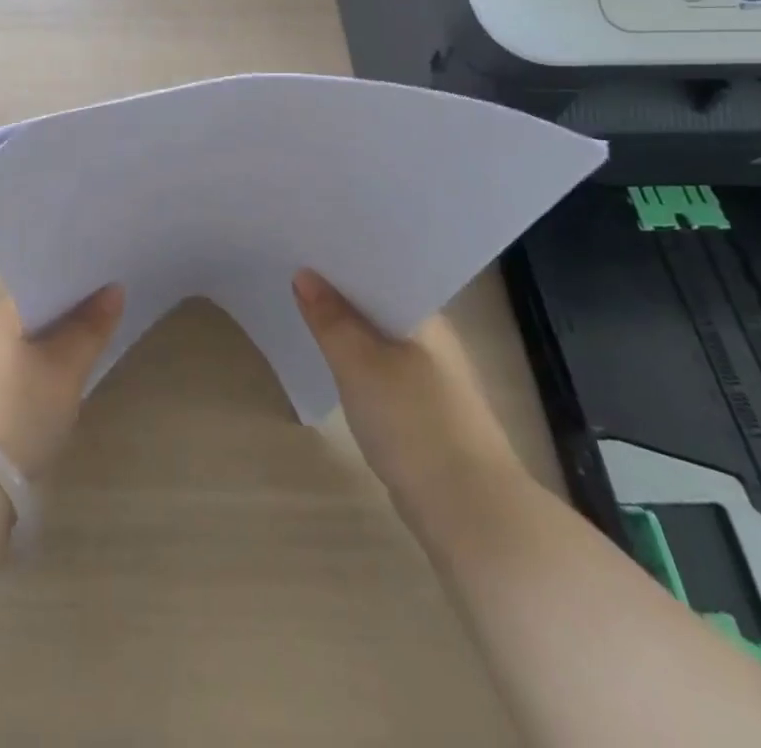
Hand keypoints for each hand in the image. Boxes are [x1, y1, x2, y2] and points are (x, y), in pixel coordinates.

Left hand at [0, 287, 124, 477]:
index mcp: (2, 310)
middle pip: (40, 303)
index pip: (45, 278)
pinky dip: (50, 349)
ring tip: (101, 325)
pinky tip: (74, 357)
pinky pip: (27, 350)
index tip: (111, 277)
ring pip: (34, 329)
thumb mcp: (67, 368)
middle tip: (114, 300)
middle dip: (74, 304)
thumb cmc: (24, 410)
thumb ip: (92, 327)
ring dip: (63, 329)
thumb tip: (115, 289)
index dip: (79, 278)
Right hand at [293, 270, 518, 508]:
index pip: (381, 270)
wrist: (470, 514)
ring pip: (378, 337)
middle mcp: (433, 340)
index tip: (303, 245)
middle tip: (289, 271)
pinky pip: (380, 368)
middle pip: (377, 302)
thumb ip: (330, 319)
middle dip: (338, 291)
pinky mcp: (423, 410)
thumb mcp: (360, 364)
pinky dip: (354, 359)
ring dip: (345, 326)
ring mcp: (431, 377)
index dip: (342, 259)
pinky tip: (329, 361)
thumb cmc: (414, 424)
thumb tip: (304, 274)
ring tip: (300, 309)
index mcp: (426, 318)